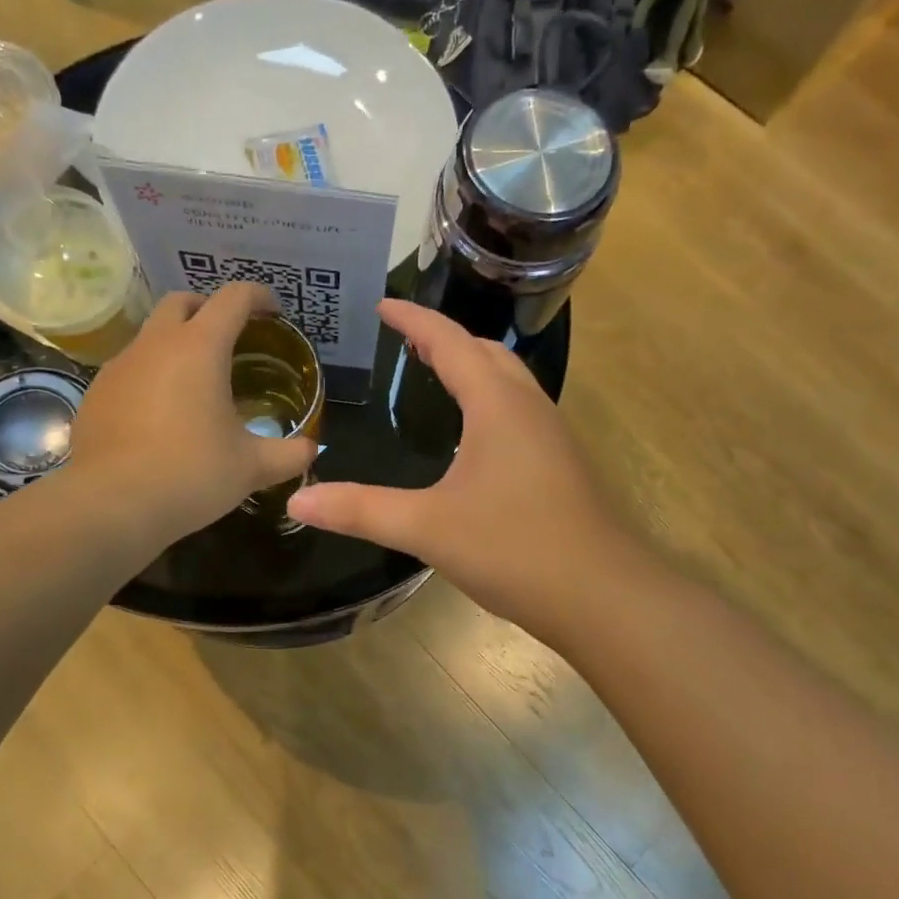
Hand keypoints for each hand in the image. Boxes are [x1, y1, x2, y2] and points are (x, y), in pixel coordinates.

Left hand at [66, 283, 316, 546]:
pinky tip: (161, 415)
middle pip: (182, 302)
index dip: (258, 297)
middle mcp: (155, 345)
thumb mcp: (252, 468)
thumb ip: (289, 454)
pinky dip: (151, 376)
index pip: (233, 298)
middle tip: (231, 339)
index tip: (273, 312)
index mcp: (199, 348)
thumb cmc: (191, 474)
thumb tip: (311, 450)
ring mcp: (119, 367)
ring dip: (176, 344)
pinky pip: (129, 370)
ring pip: (151, 335)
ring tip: (196, 383)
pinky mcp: (95, 394)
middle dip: (209, 309)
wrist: (111, 505)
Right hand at [287, 300, 644, 646]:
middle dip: (445, 337)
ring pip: (508, 380)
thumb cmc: (514, 549)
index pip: (450, 342)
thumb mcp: (428, 528)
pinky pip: (518, 409)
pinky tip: (472, 434)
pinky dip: (489, 398)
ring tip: (435, 373)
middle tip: (405, 339)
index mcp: (497, 405)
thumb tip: (298, 501)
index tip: (382, 304)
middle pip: (486, 352)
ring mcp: (551, 435)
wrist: (601, 594)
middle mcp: (528, 407)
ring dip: (472, 365)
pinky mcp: (560, 463)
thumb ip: (361, 511)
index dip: (414, 320)